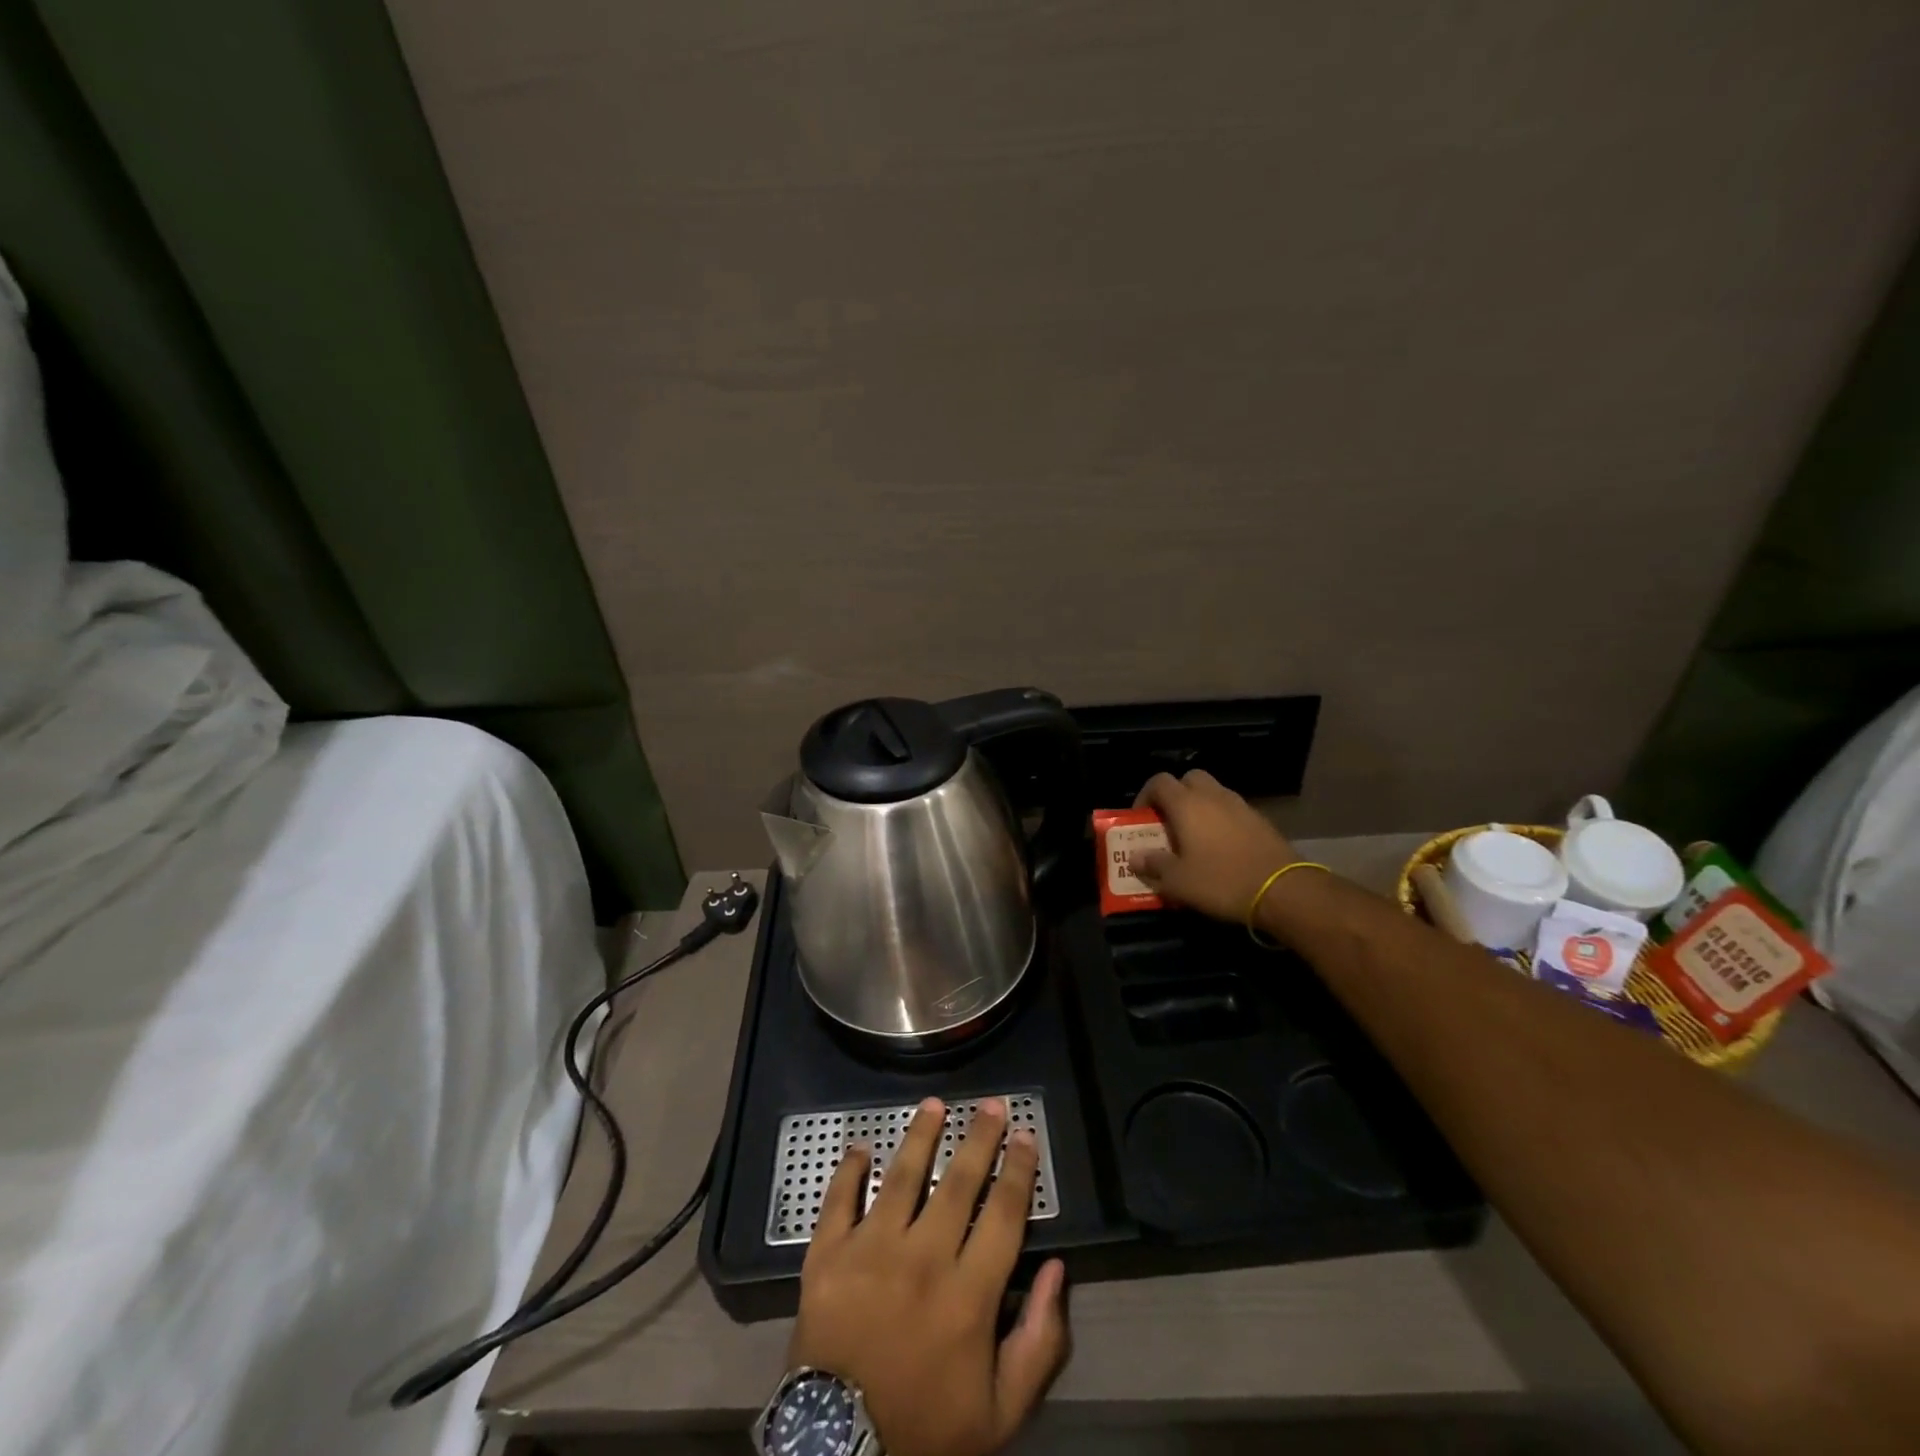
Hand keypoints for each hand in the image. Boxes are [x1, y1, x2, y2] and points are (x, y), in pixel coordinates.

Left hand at [789, 1098, 1069, 1455]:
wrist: (841, 1455)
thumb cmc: (926, 1430)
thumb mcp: (1000, 1411)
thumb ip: (1038, 1340)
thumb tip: (1055, 1269)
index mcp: (969, 1294)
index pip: (1004, 1213)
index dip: (1018, 1170)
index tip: (1025, 1136)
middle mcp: (923, 1258)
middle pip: (958, 1182)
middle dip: (979, 1138)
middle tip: (991, 1104)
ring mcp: (870, 1251)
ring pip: (902, 1176)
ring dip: (920, 1135)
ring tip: (934, 1104)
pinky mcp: (827, 1256)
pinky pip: (839, 1200)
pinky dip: (848, 1170)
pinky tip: (859, 1147)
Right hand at [1128, 770, 1299, 923]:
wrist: (1284, 890)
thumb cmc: (1222, 881)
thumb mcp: (1178, 882)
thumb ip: (1153, 866)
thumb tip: (1135, 857)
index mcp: (1187, 804)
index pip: (1159, 782)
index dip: (1145, 796)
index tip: (1140, 818)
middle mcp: (1213, 796)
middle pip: (1189, 779)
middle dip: (1175, 795)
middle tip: (1168, 822)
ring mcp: (1240, 806)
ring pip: (1213, 793)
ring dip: (1199, 807)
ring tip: (1194, 837)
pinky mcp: (1260, 820)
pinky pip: (1232, 810)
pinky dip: (1221, 820)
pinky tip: (1221, 847)